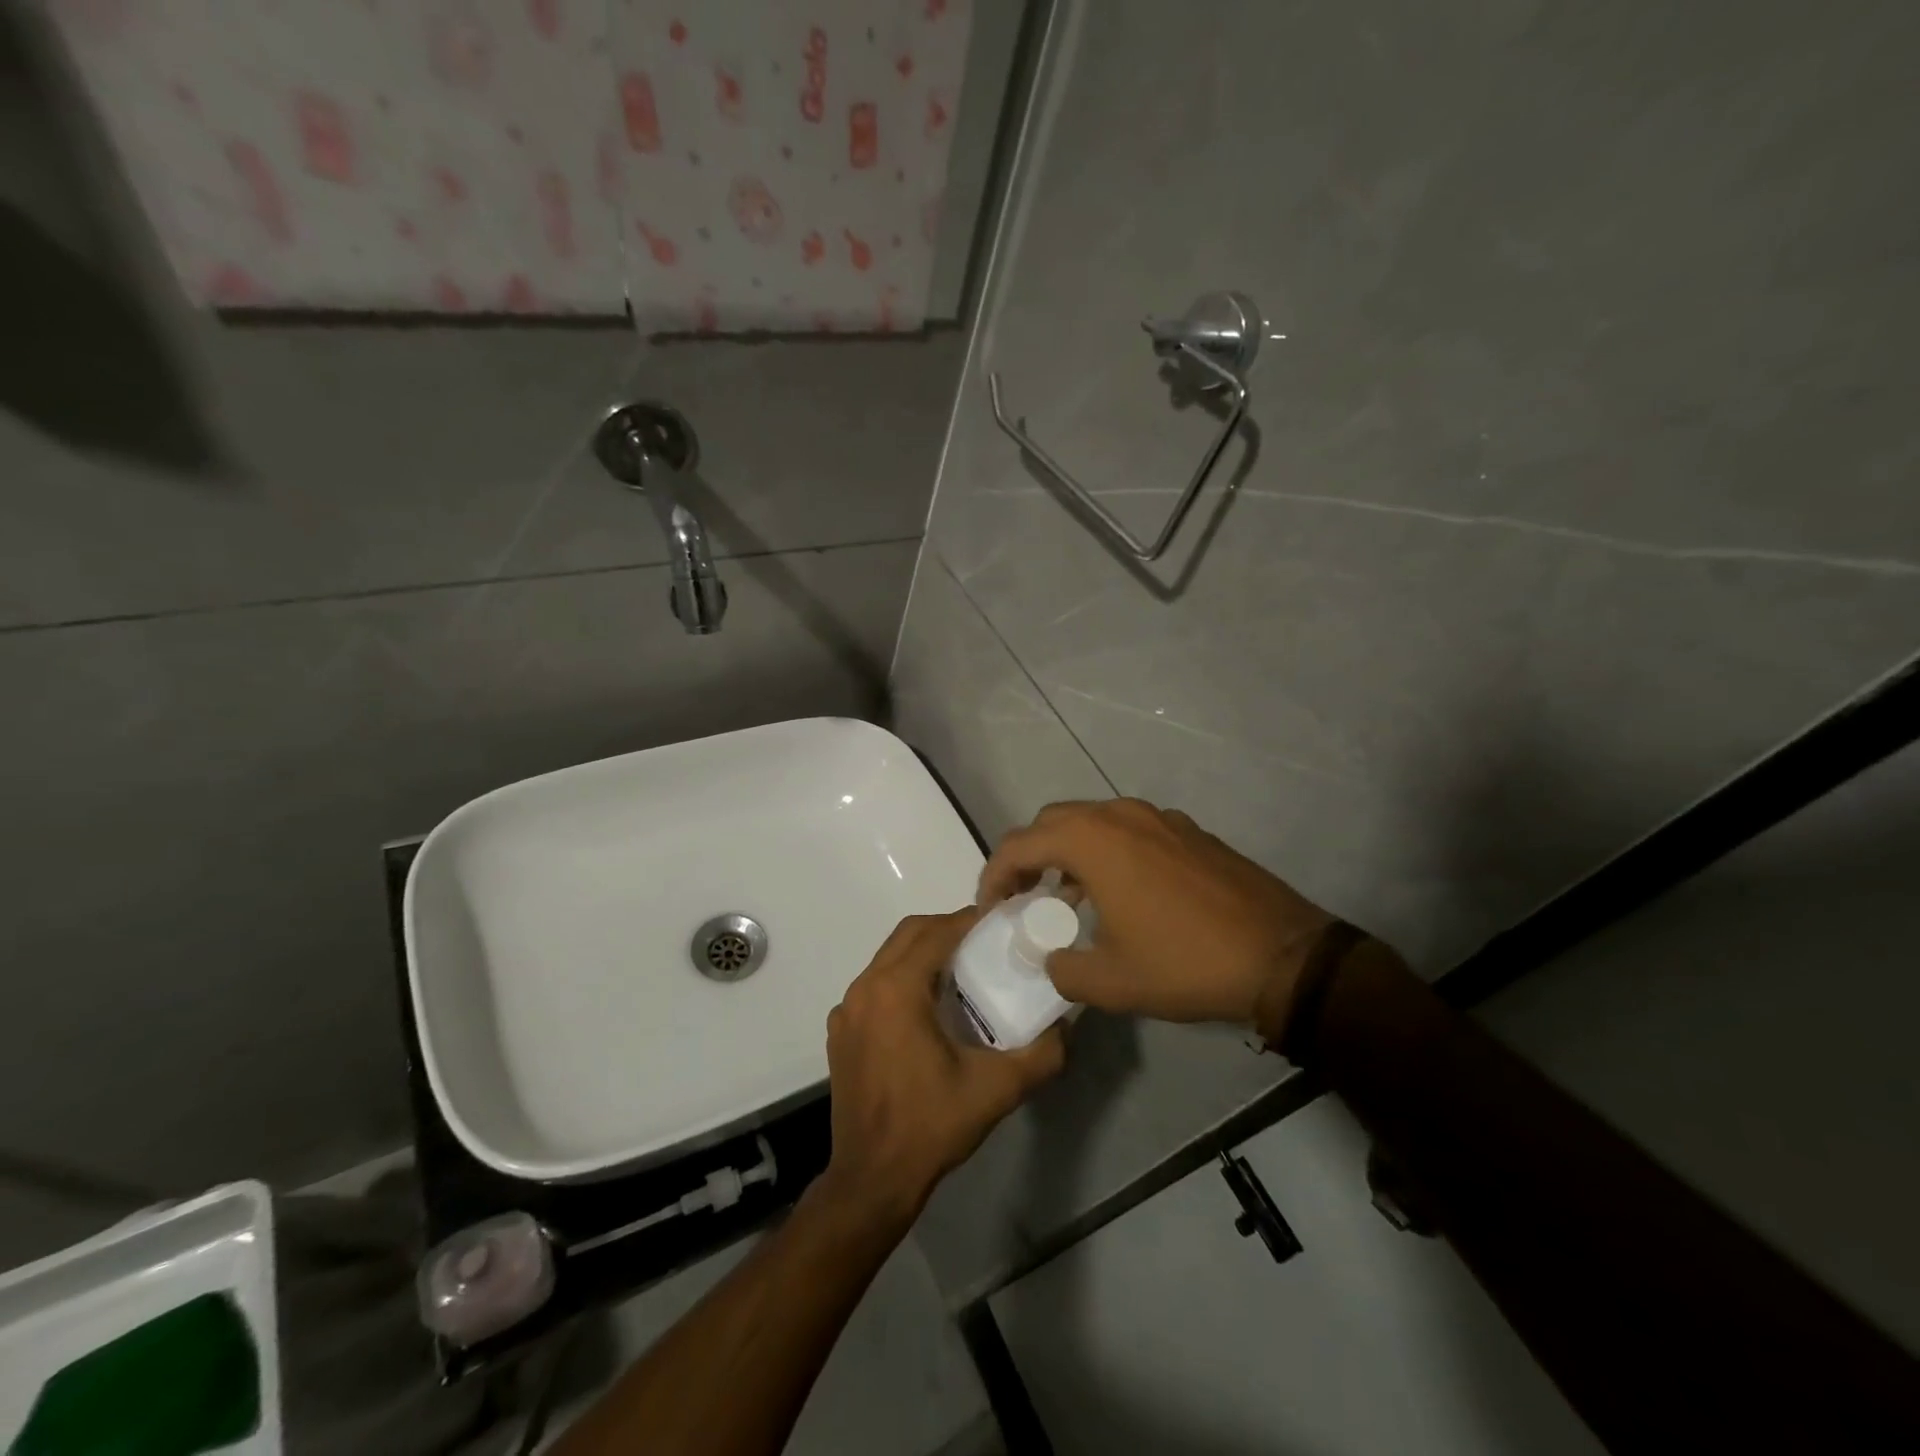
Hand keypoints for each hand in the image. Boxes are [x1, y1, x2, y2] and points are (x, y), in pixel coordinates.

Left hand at [819, 909, 1064, 1226]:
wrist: (872, 1180)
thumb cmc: (931, 1126)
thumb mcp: (996, 1089)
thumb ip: (1041, 1054)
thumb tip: (1067, 1027)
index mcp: (896, 989)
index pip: (937, 932)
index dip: (971, 920)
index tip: (1002, 922)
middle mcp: (865, 988)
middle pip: (909, 934)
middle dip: (946, 928)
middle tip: (984, 942)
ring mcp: (847, 1010)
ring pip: (888, 957)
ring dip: (923, 952)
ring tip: (961, 970)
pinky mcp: (840, 1031)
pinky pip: (874, 985)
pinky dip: (901, 978)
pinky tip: (927, 1009)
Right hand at [978, 799, 1336, 1027]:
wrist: (1282, 955)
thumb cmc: (1185, 963)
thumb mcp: (1111, 982)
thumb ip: (1063, 970)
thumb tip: (1051, 961)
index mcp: (1093, 841)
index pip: (1019, 844)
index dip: (994, 874)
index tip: (991, 907)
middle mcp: (1120, 815)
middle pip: (1052, 821)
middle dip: (1028, 855)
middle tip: (1022, 896)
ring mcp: (1158, 818)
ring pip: (1092, 821)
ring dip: (1068, 852)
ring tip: (1066, 897)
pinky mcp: (1187, 831)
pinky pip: (1129, 829)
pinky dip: (1106, 851)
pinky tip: (1120, 893)